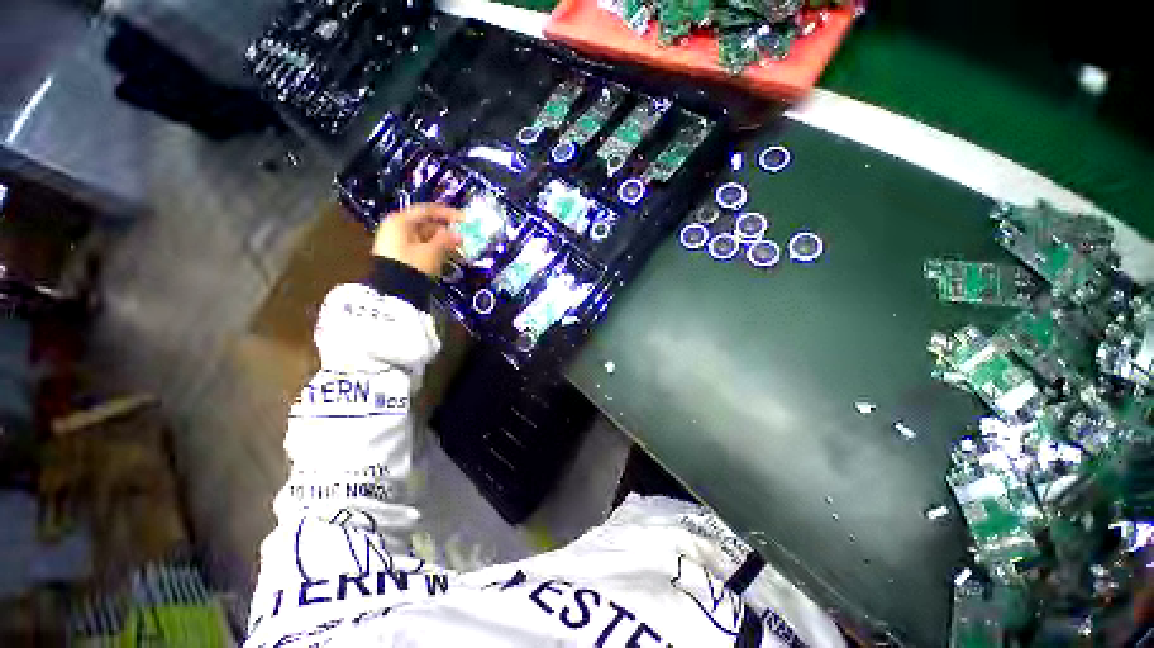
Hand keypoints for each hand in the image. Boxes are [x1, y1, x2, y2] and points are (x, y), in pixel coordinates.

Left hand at [372, 203, 463, 277]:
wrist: (393, 291)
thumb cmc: (413, 264)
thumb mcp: (433, 251)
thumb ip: (447, 239)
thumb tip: (458, 235)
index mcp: (400, 220)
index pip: (427, 210)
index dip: (447, 213)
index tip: (464, 219)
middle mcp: (396, 228)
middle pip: (425, 224)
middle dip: (445, 231)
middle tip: (463, 237)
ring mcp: (396, 242)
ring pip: (424, 237)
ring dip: (442, 241)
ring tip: (458, 248)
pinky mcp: (399, 255)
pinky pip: (420, 247)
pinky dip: (434, 249)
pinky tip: (447, 255)